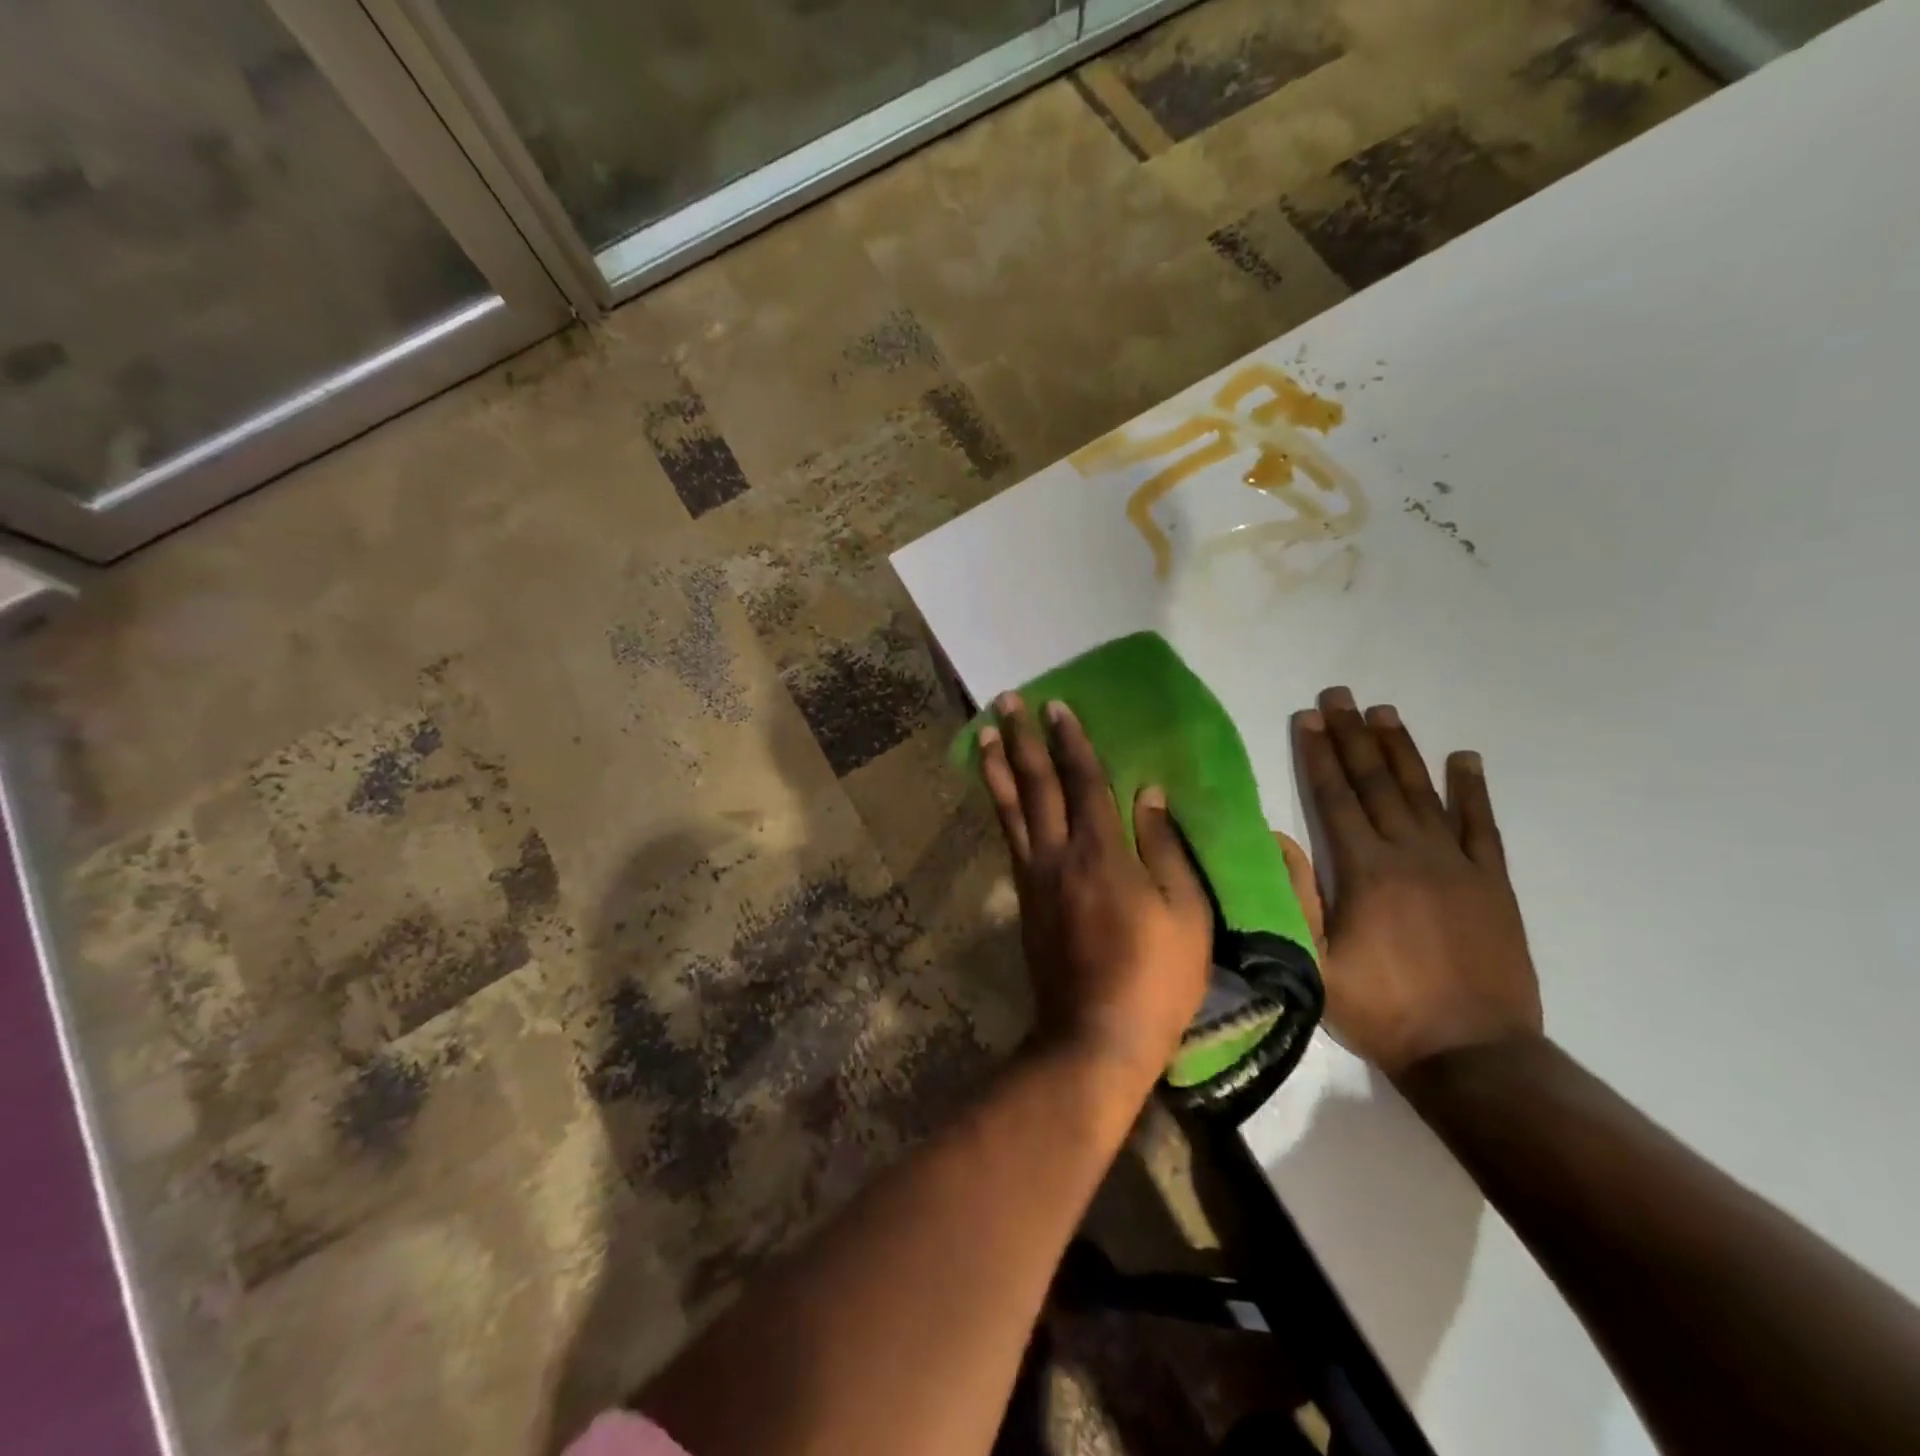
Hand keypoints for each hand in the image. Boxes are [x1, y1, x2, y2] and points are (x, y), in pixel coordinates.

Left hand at [978, 694, 1212, 1084]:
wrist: (1094, 1036)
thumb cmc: (1155, 977)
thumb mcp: (1185, 913)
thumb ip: (1165, 848)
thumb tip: (1150, 794)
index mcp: (1101, 852)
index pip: (1083, 781)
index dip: (1070, 740)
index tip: (1055, 706)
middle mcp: (1058, 854)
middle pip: (1037, 785)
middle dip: (1023, 739)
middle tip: (1006, 702)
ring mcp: (1034, 877)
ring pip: (1011, 809)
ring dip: (999, 767)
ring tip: (987, 734)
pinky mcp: (1024, 900)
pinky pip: (1010, 839)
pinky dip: (1002, 809)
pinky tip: (999, 796)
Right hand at [1290, 686, 1541, 1079]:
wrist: (1473, 1054)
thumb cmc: (1381, 1010)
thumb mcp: (1314, 964)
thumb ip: (1295, 898)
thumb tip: (1277, 837)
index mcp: (1366, 870)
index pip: (1335, 798)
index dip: (1319, 755)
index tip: (1309, 717)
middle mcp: (1412, 853)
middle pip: (1376, 783)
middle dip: (1353, 736)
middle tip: (1340, 695)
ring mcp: (1458, 865)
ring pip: (1424, 793)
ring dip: (1401, 750)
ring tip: (1384, 712)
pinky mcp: (1493, 883)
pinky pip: (1482, 826)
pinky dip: (1472, 790)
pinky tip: (1464, 759)